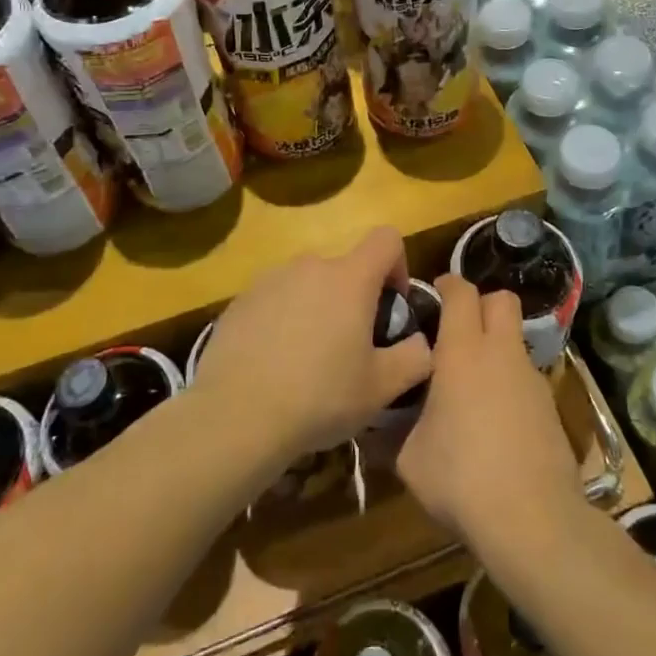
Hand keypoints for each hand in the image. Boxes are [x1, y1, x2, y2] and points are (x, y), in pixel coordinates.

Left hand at [192, 227, 430, 462]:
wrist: (236, 416)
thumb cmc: (319, 397)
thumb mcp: (382, 388)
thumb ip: (415, 357)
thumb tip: (420, 342)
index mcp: (349, 278)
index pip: (386, 239)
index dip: (397, 265)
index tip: (391, 305)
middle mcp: (309, 266)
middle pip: (344, 268)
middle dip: (354, 298)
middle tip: (350, 347)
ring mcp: (270, 280)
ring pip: (307, 284)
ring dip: (317, 308)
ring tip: (308, 360)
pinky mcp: (240, 300)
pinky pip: (274, 300)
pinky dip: (282, 320)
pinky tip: (274, 364)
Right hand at [397, 277, 580, 554]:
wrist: (532, 518)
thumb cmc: (460, 477)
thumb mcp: (409, 459)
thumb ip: (393, 432)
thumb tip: (375, 427)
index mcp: (462, 351)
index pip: (461, 291)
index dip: (447, 285)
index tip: (432, 296)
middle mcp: (501, 352)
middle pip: (501, 299)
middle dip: (481, 304)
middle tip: (456, 330)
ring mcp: (531, 378)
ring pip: (515, 339)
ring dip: (496, 346)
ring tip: (472, 383)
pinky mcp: (550, 406)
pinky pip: (526, 376)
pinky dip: (510, 382)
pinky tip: (495, 420)